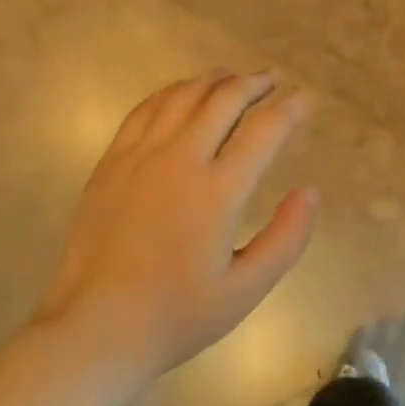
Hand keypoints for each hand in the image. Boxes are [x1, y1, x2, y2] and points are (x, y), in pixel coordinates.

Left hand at [34, 71, 317, 387]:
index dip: (290, 109)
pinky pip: (145, 109)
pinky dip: (171, 92)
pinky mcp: (112, 160)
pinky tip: (181, 92)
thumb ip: (286, 239)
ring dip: (214, 80)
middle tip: (274, 78)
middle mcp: (180, 159)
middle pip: (224, 100)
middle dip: (255, 83)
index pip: (264, 131)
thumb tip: (310, 192)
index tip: (305, 98)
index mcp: (217, 192)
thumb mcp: (244, 291)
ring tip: (233, 76)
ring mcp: (140, 155)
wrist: (94, 329)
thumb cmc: (175, 316)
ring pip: (183, 96)